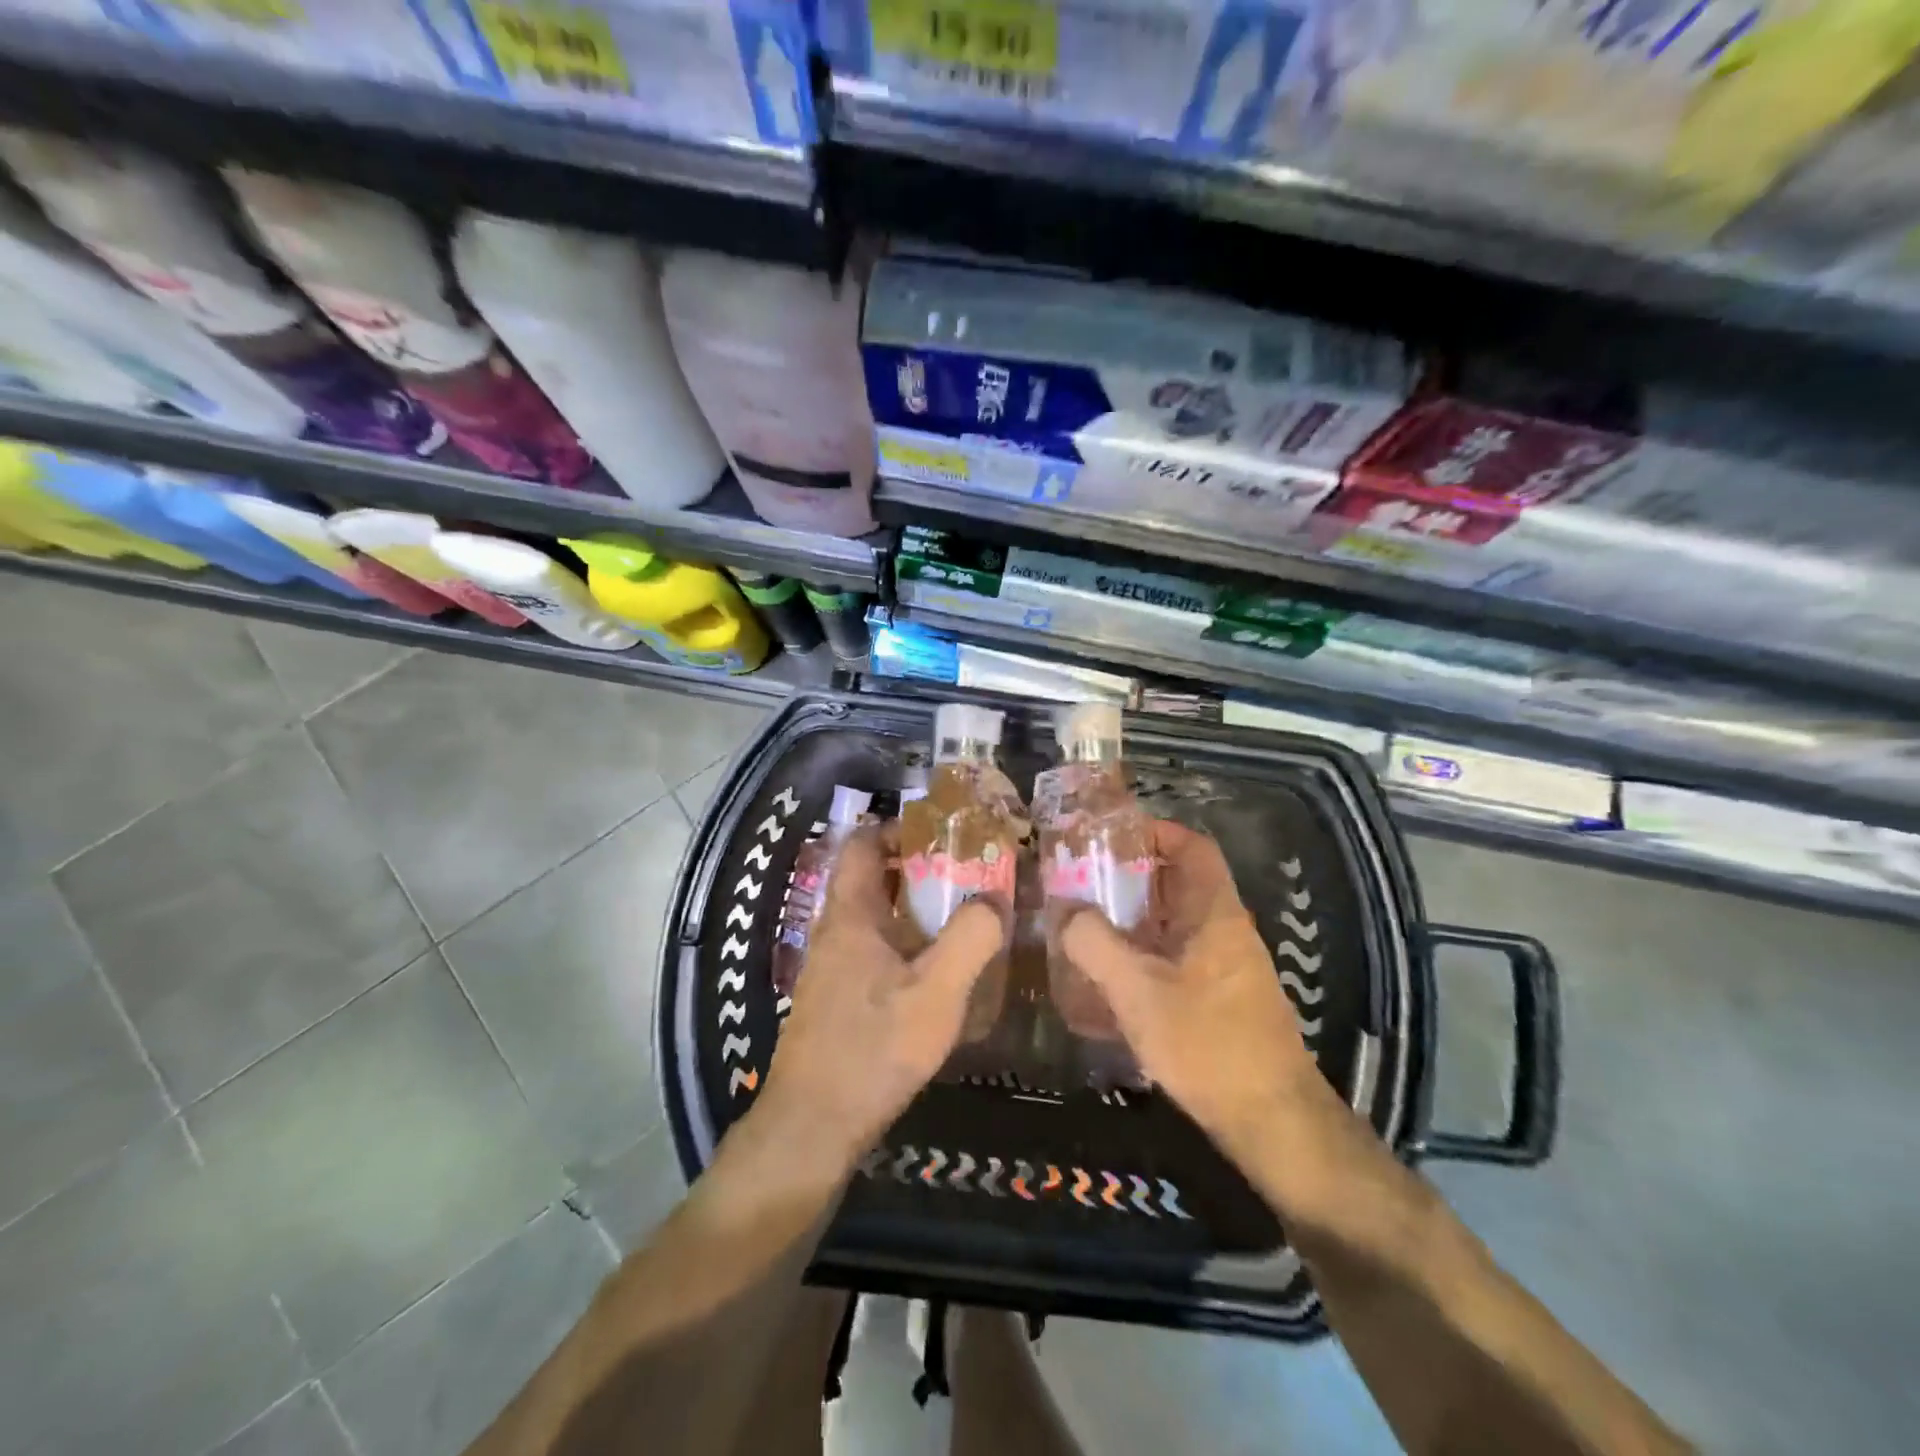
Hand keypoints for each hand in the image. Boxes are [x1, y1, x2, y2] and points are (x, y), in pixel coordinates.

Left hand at [759, 824, 1006, 1169]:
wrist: (814, 1124)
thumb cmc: (874, 1047)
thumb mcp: (936, 991)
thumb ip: (971, 938)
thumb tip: (995, 897)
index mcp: (851, 914)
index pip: (862, 844)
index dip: (897, 828)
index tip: (942, 833)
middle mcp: (834, 930)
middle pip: (870, 878)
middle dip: (915, 869)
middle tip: (965, 874)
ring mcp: (830, 966)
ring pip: (872, 917)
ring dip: (910, 909)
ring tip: (958, 917)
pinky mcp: (834, 998)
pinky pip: (871, 950)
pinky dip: (901, 943)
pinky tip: (933, 970)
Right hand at [1058, 820, 1339, 1169]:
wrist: (1271, 1120)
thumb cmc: (1207, 1042)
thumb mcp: (1138, 990)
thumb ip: (1095, 943)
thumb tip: (1065, 911)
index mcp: (1215, 913)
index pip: (1193, 847)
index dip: (1156, 832)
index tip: (1110, 836)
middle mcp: (1225, 930)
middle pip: (1178, 883)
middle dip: (1130, 877)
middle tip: (1082, 880)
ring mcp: (1225, 966)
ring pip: (1174, 923)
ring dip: (1133, 918)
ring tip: (1085, 924)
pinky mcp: (1219, 998)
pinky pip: (1175, 957)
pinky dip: (1143, 954)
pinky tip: (1111, 977)